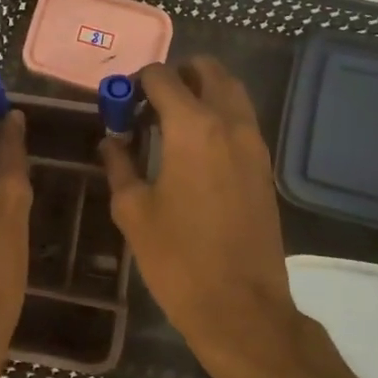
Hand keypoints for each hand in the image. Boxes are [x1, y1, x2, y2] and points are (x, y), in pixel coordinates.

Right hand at [100, 58, 300, 374]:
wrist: (241, 307)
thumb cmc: (178, 259)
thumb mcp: (133, 211)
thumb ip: (120, 164)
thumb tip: (112, 140)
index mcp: (193, 126)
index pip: (162, 76)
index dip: (136, 82)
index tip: (121, 104)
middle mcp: (229, 122)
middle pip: (208, 70)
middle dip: (176, 75)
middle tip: (149, 103)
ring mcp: (254, 143)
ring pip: (231, 91)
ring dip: (202, 91)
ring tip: (171, 122)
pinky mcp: (265, 166)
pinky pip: (242, 120)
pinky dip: (219, 115)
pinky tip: (195, 148)